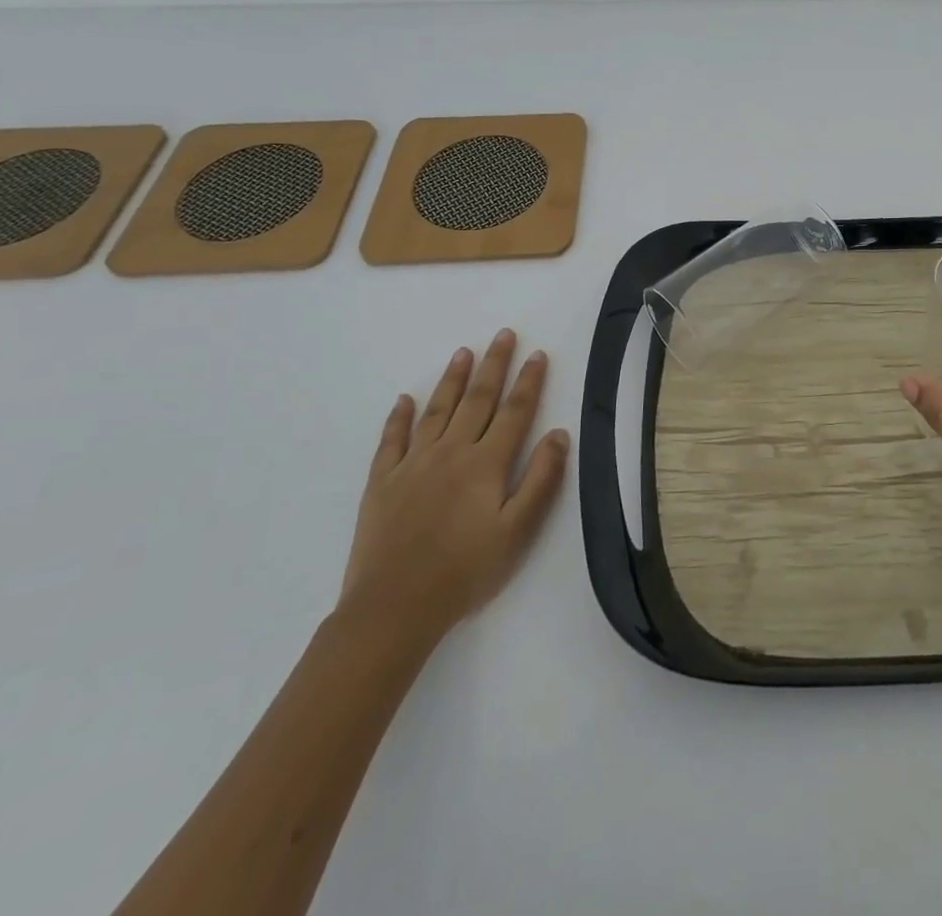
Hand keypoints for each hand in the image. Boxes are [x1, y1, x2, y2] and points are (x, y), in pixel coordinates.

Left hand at [338, 329, 569, 648]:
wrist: (393, 608)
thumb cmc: (465, 572)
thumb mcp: (518, 532)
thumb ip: (541, 480)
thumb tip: (559, 434)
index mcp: (486, 464)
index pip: (514, 412)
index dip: (528, 381)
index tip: (537, 354)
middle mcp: (451, 452)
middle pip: (477, 399)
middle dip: (494, 365)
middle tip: (503, 334)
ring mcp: (412, 464)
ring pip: (437, 410)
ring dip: (452, 379)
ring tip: (463, 352)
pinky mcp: (381, 482)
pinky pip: (391, 439)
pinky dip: (398, 417)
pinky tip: (404, 400)